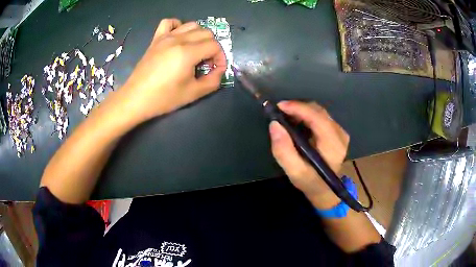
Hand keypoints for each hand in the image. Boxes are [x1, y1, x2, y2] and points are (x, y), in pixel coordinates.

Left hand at [121, 18, 226, 121]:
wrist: (136, 99)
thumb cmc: (164, 98)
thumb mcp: (193, 94)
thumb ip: (213, 81)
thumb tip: (219, 70)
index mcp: (187, 53)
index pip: (215, 46)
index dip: (220, 57)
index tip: (216, 69)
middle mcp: (178, 39)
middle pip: (206, 33)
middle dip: (212, 47)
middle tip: (206, 63)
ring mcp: (165, 37)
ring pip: (191, 25)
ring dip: (199, 36)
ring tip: (195, 51)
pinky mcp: (156, 39)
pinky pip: (169, 22)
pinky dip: (178, 26)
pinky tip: (178, 37)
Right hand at [269, 101, 349, 207]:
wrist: (325, 189)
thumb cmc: (310, 182)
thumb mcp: (294, 172)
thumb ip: (283, 150)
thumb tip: (274, 124)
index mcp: (333, 145)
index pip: (318, 118)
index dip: (299, 108)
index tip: (280, 106)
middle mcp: (340, 134)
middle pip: (319, 111)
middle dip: (298, 108)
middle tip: (280, 113)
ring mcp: (341, 132)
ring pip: (319, 112)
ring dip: (302, 111)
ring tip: (286, 117)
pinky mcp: (338, 131)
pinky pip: (321, 116)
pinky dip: (307, 115)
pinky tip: (297, 122)